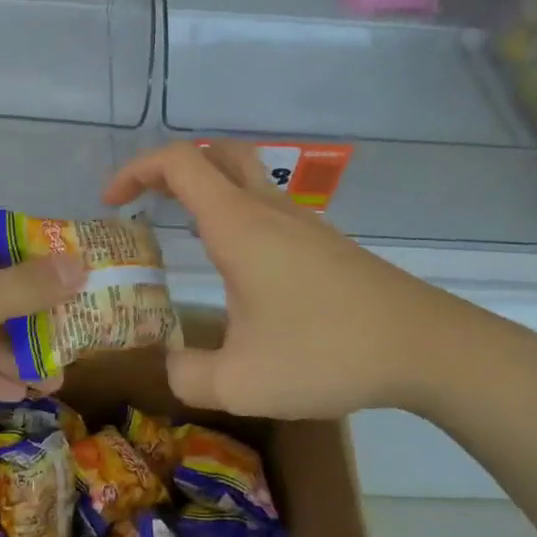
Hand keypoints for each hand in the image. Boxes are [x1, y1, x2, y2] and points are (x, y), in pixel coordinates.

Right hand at [104, 142, 507, 418]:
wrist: (424, 347)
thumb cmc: (327, 353)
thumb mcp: (241, 383)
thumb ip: (189, 376)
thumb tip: (172, 364)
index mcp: (239, 226)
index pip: (179, 163)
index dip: (136, 170)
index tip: (112, 202)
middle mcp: (269, 210)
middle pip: (215, 153)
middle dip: (171, 166)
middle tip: (144, 200)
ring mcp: (302, 222)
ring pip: (246, 176)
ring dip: (206, 188)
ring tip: (180, 231)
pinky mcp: (324, 243)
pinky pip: (268, 206)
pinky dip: (235, 213)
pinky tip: (236, 265)